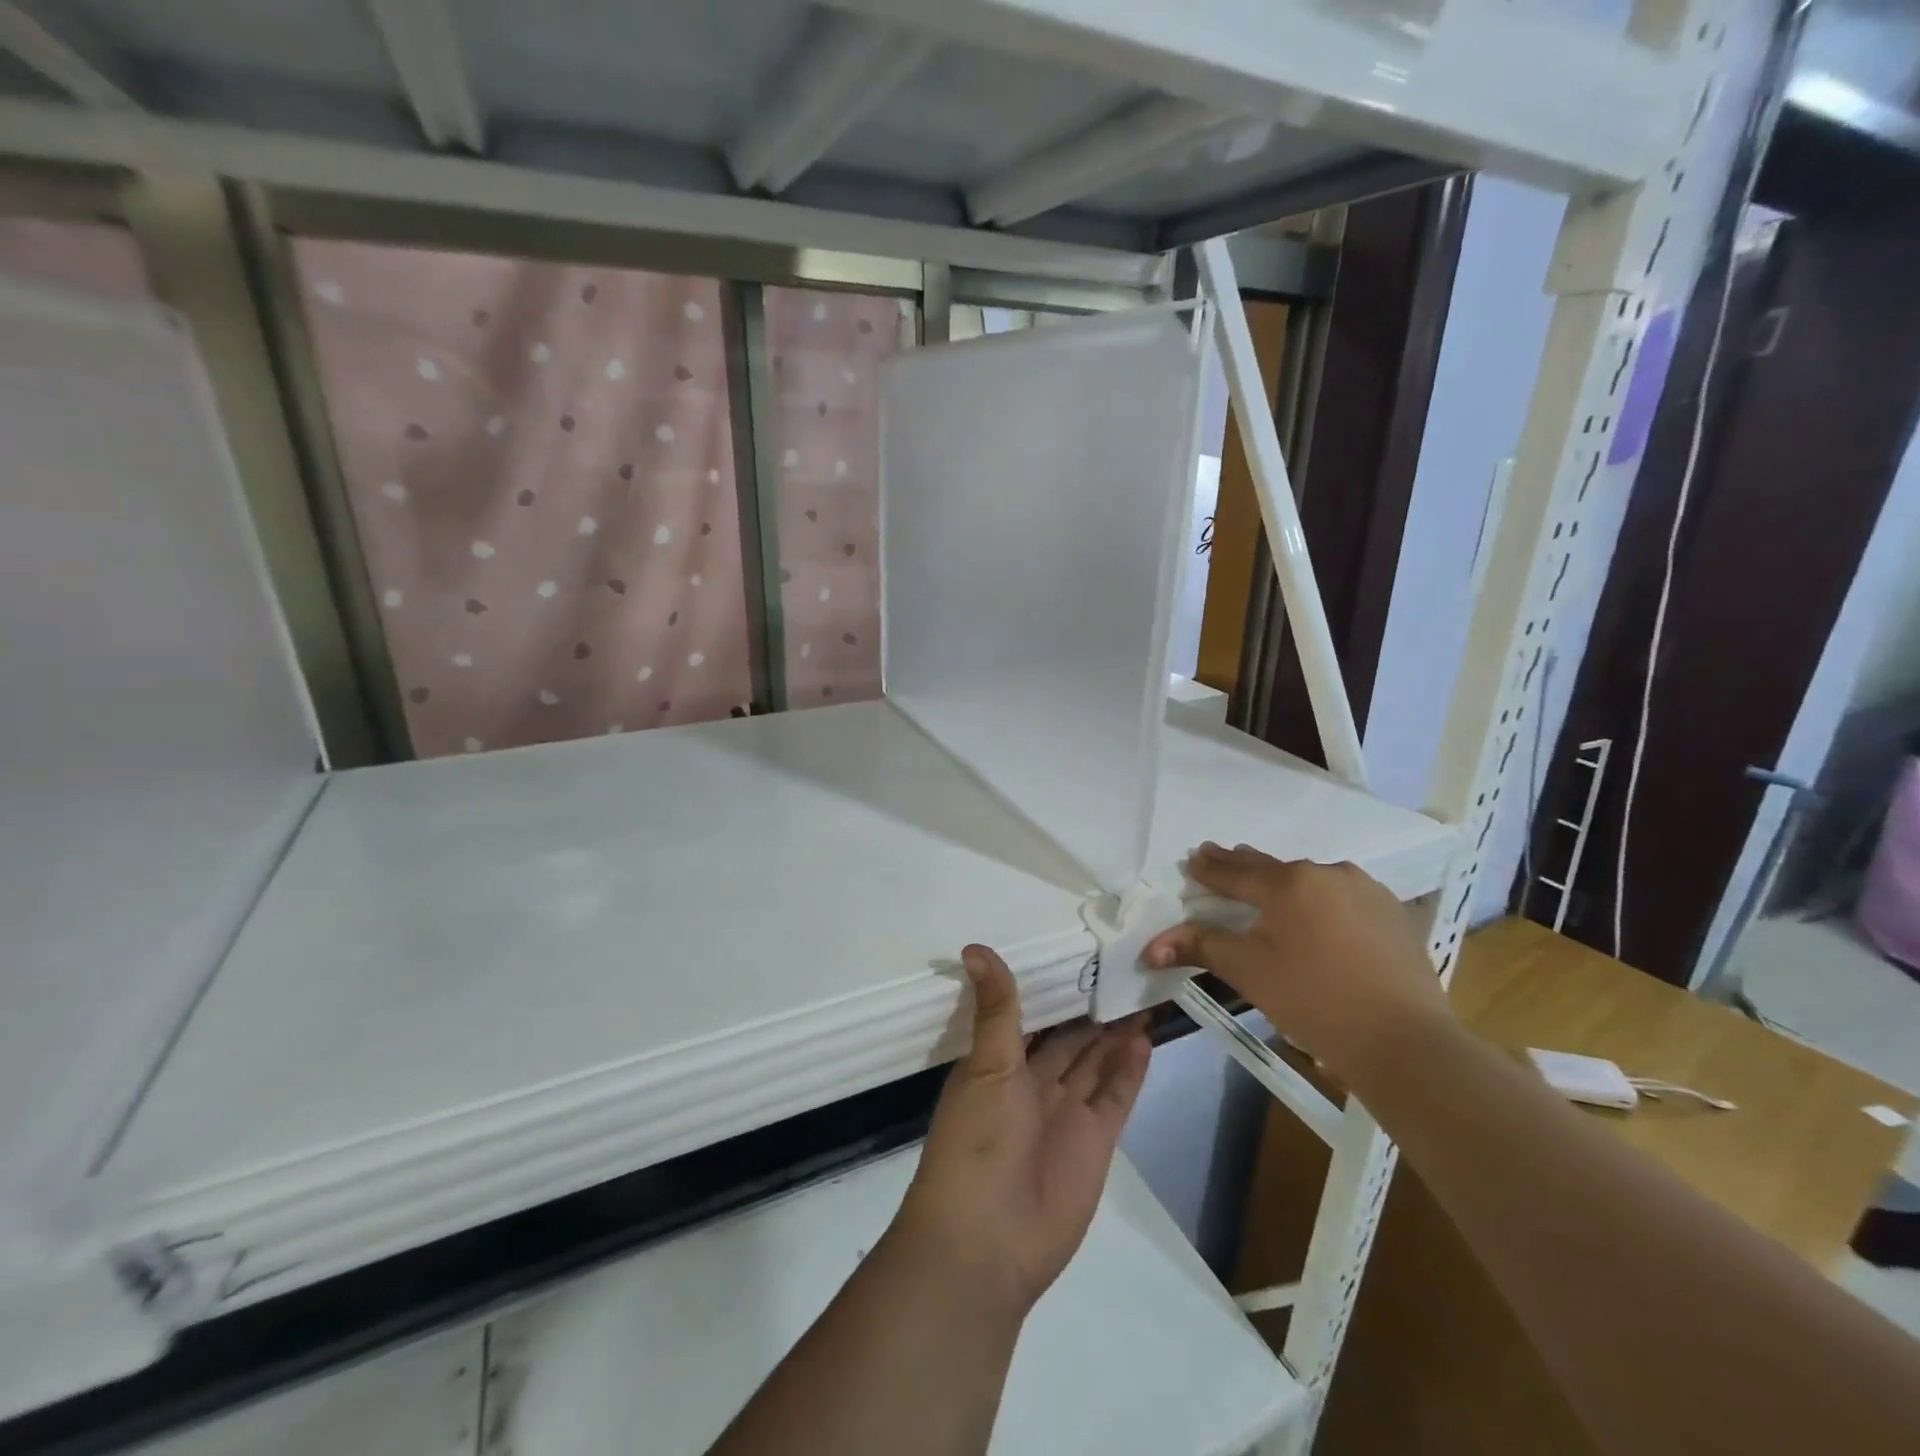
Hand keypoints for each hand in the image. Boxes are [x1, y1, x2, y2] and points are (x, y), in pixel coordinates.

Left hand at [893, 944, 1151, 1314]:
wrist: (986, 1243)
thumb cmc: (975, 1143)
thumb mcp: (985, 1067)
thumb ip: (995, 1009)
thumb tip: (976, 947)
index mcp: (998, 1065)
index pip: (1030, 1017)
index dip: (1052, 990)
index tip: (1075, 952)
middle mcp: (1034, 1085)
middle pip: (1069, 1038)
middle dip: (1090, 1009)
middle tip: (1121, 967)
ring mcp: (1067, 1113)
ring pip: (1096, 1061)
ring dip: (1115, 1033)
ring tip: (1140, 993)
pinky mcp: (1096, 1141)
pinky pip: (1116, 1095)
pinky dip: (1130, 1069)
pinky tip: (1144, 1037)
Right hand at [1143, 843, 1450, 1083]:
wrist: (1405, 1041)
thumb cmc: (1314, 1001)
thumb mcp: (1248, 972)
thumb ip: (1200, 947)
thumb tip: (1150, 948)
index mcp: (1289, 883)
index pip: (1236, 872)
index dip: (1210, 868)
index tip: (1193, 857)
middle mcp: (1328, 872)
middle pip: (1273, 868)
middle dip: (1243, 866)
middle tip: (1220, 857)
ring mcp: (1366, 890)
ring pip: (1311, 880)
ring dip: (1285, 883)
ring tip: (1267, 887)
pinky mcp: (1393, 912)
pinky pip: (1343, 896)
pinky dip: (1320, 900)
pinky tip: (1317, 915)